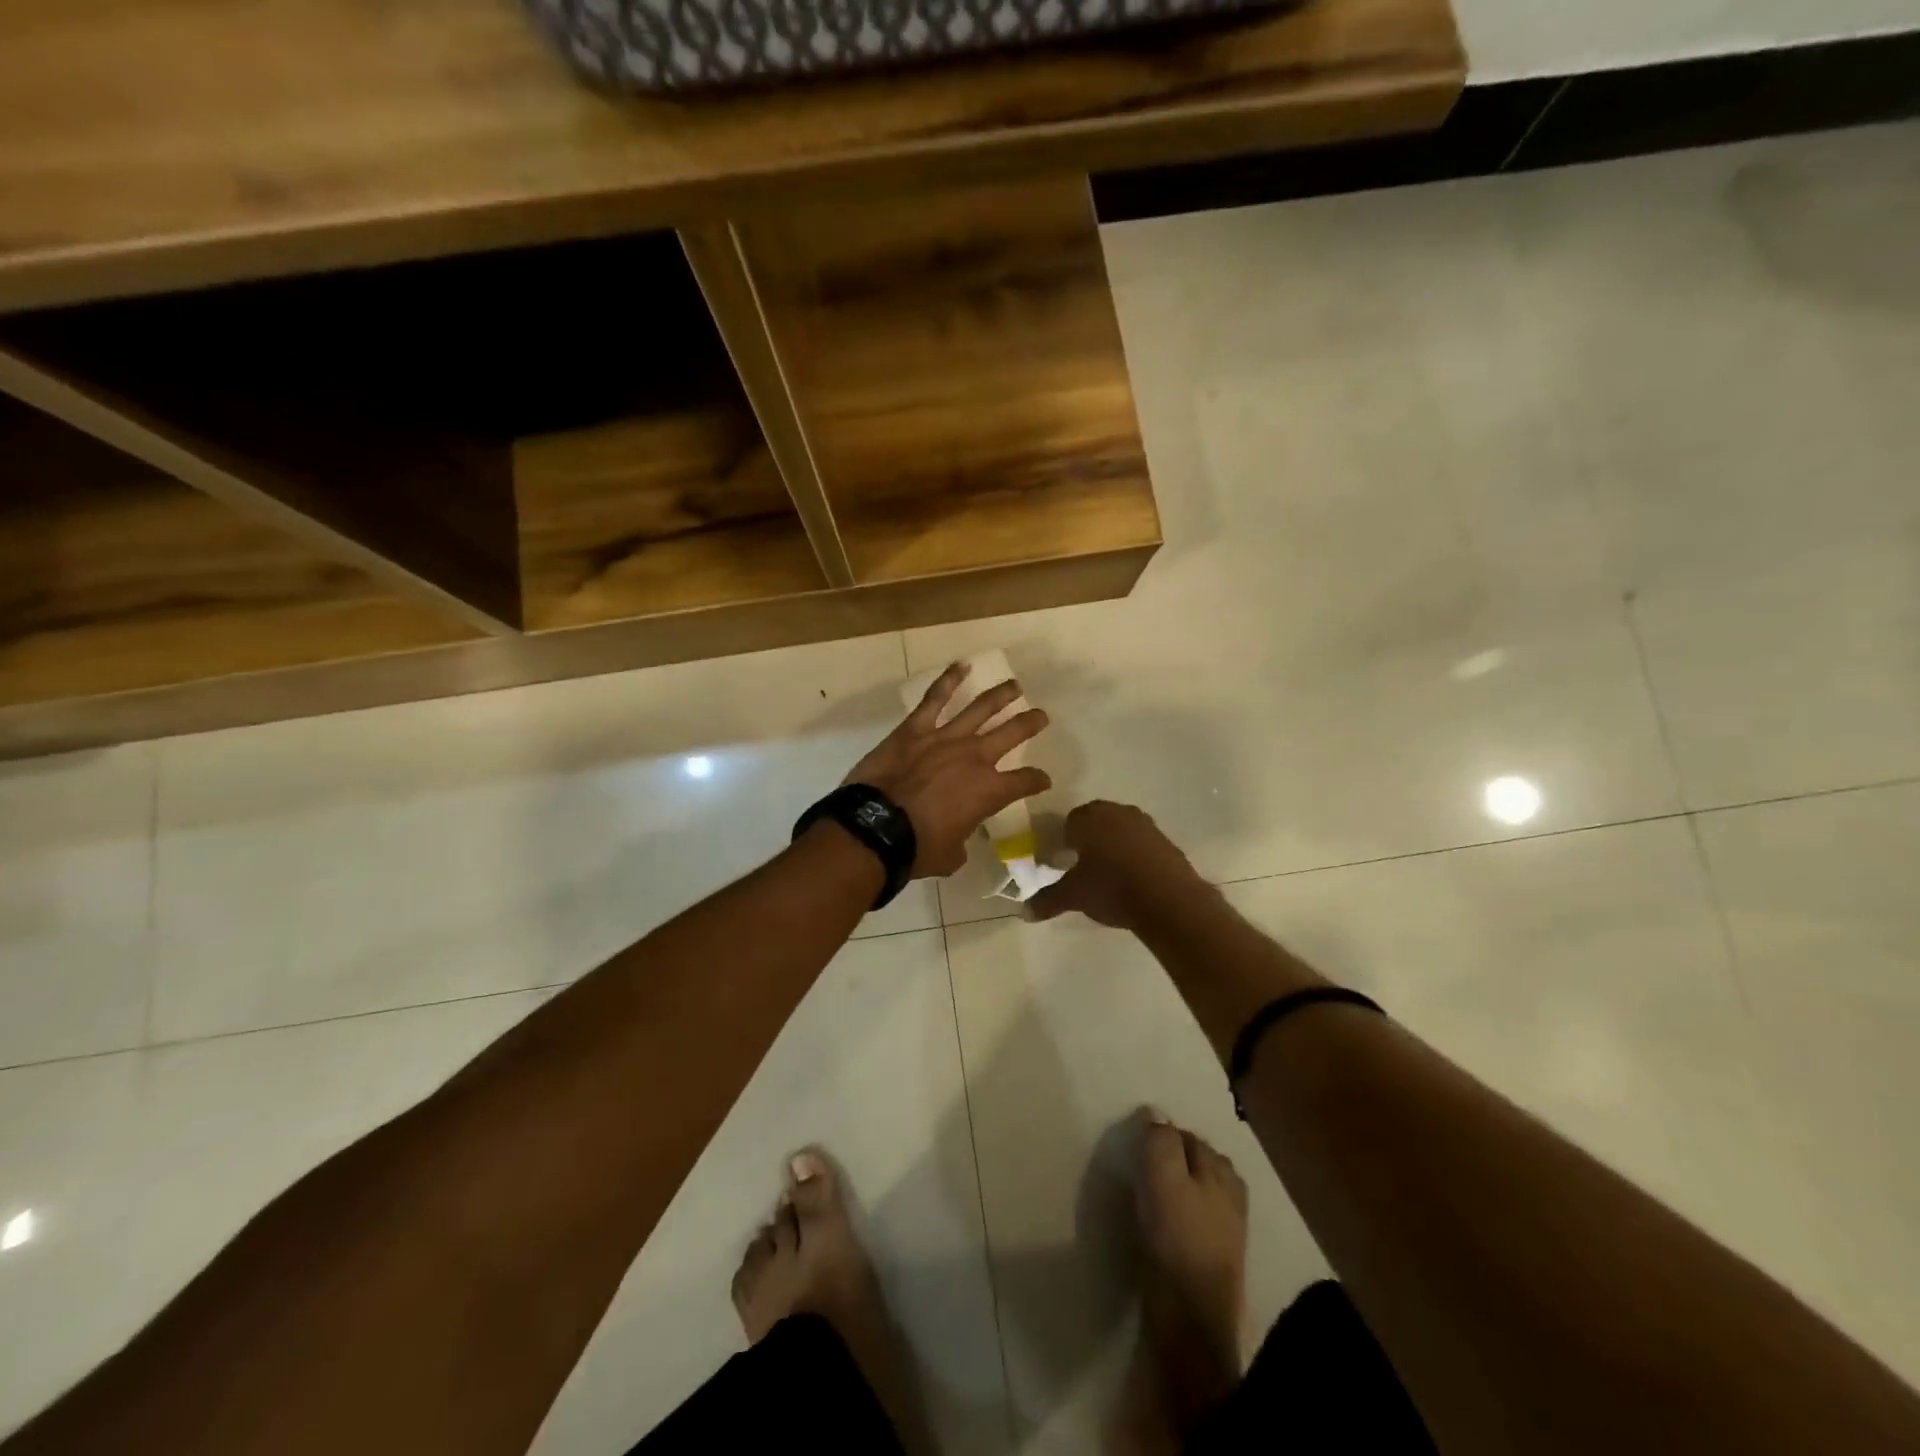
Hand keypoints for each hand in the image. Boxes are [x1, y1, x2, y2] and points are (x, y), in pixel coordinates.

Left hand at [843, 663, 1051, 877]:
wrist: (876, 828)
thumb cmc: (917, 848)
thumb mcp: (950, 856)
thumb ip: (960, 844)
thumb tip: (957, 843)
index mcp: (989, 792)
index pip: (1025, 781)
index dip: (1037, 780)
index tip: (1043, 779)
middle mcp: (975, 758)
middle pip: (1012, 733)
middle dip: (1030, 723)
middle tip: (1041, 716)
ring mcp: (945, 738)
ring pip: (981, 708)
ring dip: (1001, 695)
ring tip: (1015, 686)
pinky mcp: (915, 729)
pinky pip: (935, 698)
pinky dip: (949, 679)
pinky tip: (962, 665)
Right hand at [1028, 800, 1205, 929]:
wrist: (1169, 901)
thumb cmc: (1112, 888)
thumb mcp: (1074, 896)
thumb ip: (1047, 900)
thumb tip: (1024, 912)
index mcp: (1089, 817)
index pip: (1068, 822)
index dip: (1063, 841)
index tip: (1062, 862)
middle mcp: (1117, 812)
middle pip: (1095, 822)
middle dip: (1088, 841)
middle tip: (1082, 869)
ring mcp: (1145, 824)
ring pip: (1120, 831)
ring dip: (1113, 847)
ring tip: (1108, 876)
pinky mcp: (1166, 840)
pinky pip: (1141, 844)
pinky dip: (1134, 856)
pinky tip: (1133, 880)